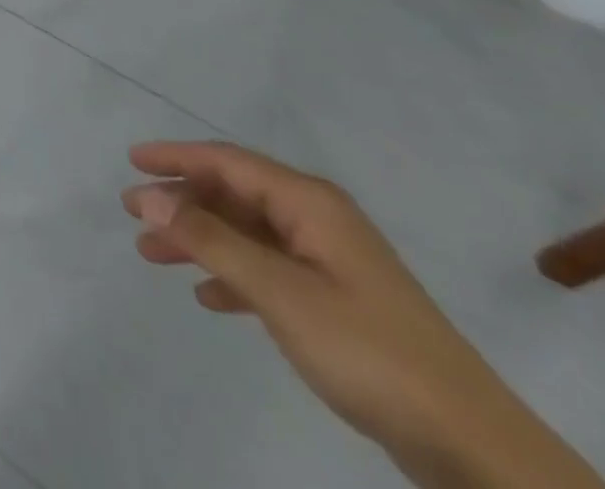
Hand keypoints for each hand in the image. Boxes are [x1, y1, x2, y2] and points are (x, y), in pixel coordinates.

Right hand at [124, 140, 604, 488]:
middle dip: (181, 201)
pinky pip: (268, 270)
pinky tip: (210, 297)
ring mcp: (330, 262)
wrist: (474, 446)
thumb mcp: (279, 292)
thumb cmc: (369, 351)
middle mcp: (318, 220)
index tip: (131, 161)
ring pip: (246, 233)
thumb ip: (210, 240)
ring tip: (153, 254)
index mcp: (309, 203)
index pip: (226, 161)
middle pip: (233, 195)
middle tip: (132, 214)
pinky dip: (232, 275)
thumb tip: (149, 195)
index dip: (176, 157)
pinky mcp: (338, 302)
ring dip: (200, 239)